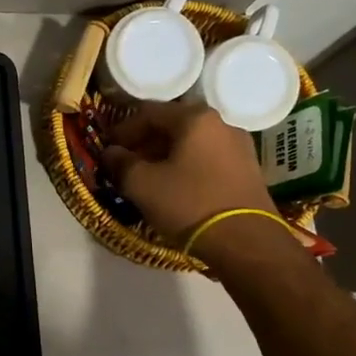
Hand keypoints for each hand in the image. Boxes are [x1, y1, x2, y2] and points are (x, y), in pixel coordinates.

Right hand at [102, 101, 274, 243]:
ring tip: (146, 178)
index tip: (107, 148)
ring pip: (190, 144)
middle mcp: (221, 125)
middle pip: (172, 126)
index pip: (149, 112)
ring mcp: (239, 148)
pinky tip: (173, 188)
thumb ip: (120, 162)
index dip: (122, 129)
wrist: (246, 243)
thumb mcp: (142, 184)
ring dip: (163, 157)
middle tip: (124, 164)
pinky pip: (206, 160)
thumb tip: (110, 153)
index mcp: (195, 119)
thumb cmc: (189, 204)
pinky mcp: (247, 172)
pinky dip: (184, 167)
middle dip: (143, 143)